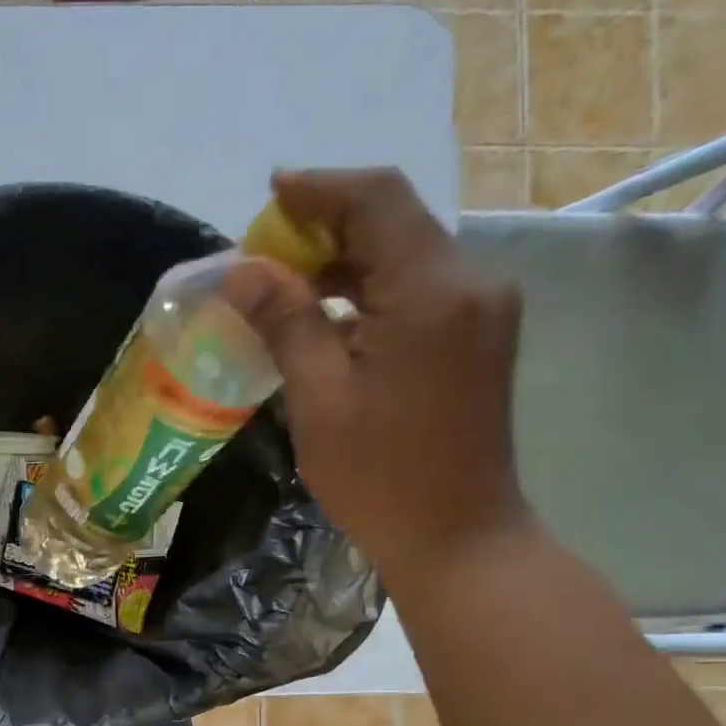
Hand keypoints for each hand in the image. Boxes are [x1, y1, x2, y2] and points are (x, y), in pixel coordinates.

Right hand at [224, 168, 528, 589]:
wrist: (458, 536)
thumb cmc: (380, 476)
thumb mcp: (319, 398)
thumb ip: (286, 322)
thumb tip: (243, 269)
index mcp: (431, 291)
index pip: (376, 199)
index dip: (318, 189)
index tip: (269, 196)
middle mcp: (470, 282)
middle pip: (394, 221)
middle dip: (325, 227)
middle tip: (265, 259)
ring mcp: (483, 309)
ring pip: (406, 255)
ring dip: (346, 262)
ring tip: (286, 290)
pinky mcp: (479, 336)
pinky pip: (419, 290)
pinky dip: (371, 292)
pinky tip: (330, 320)